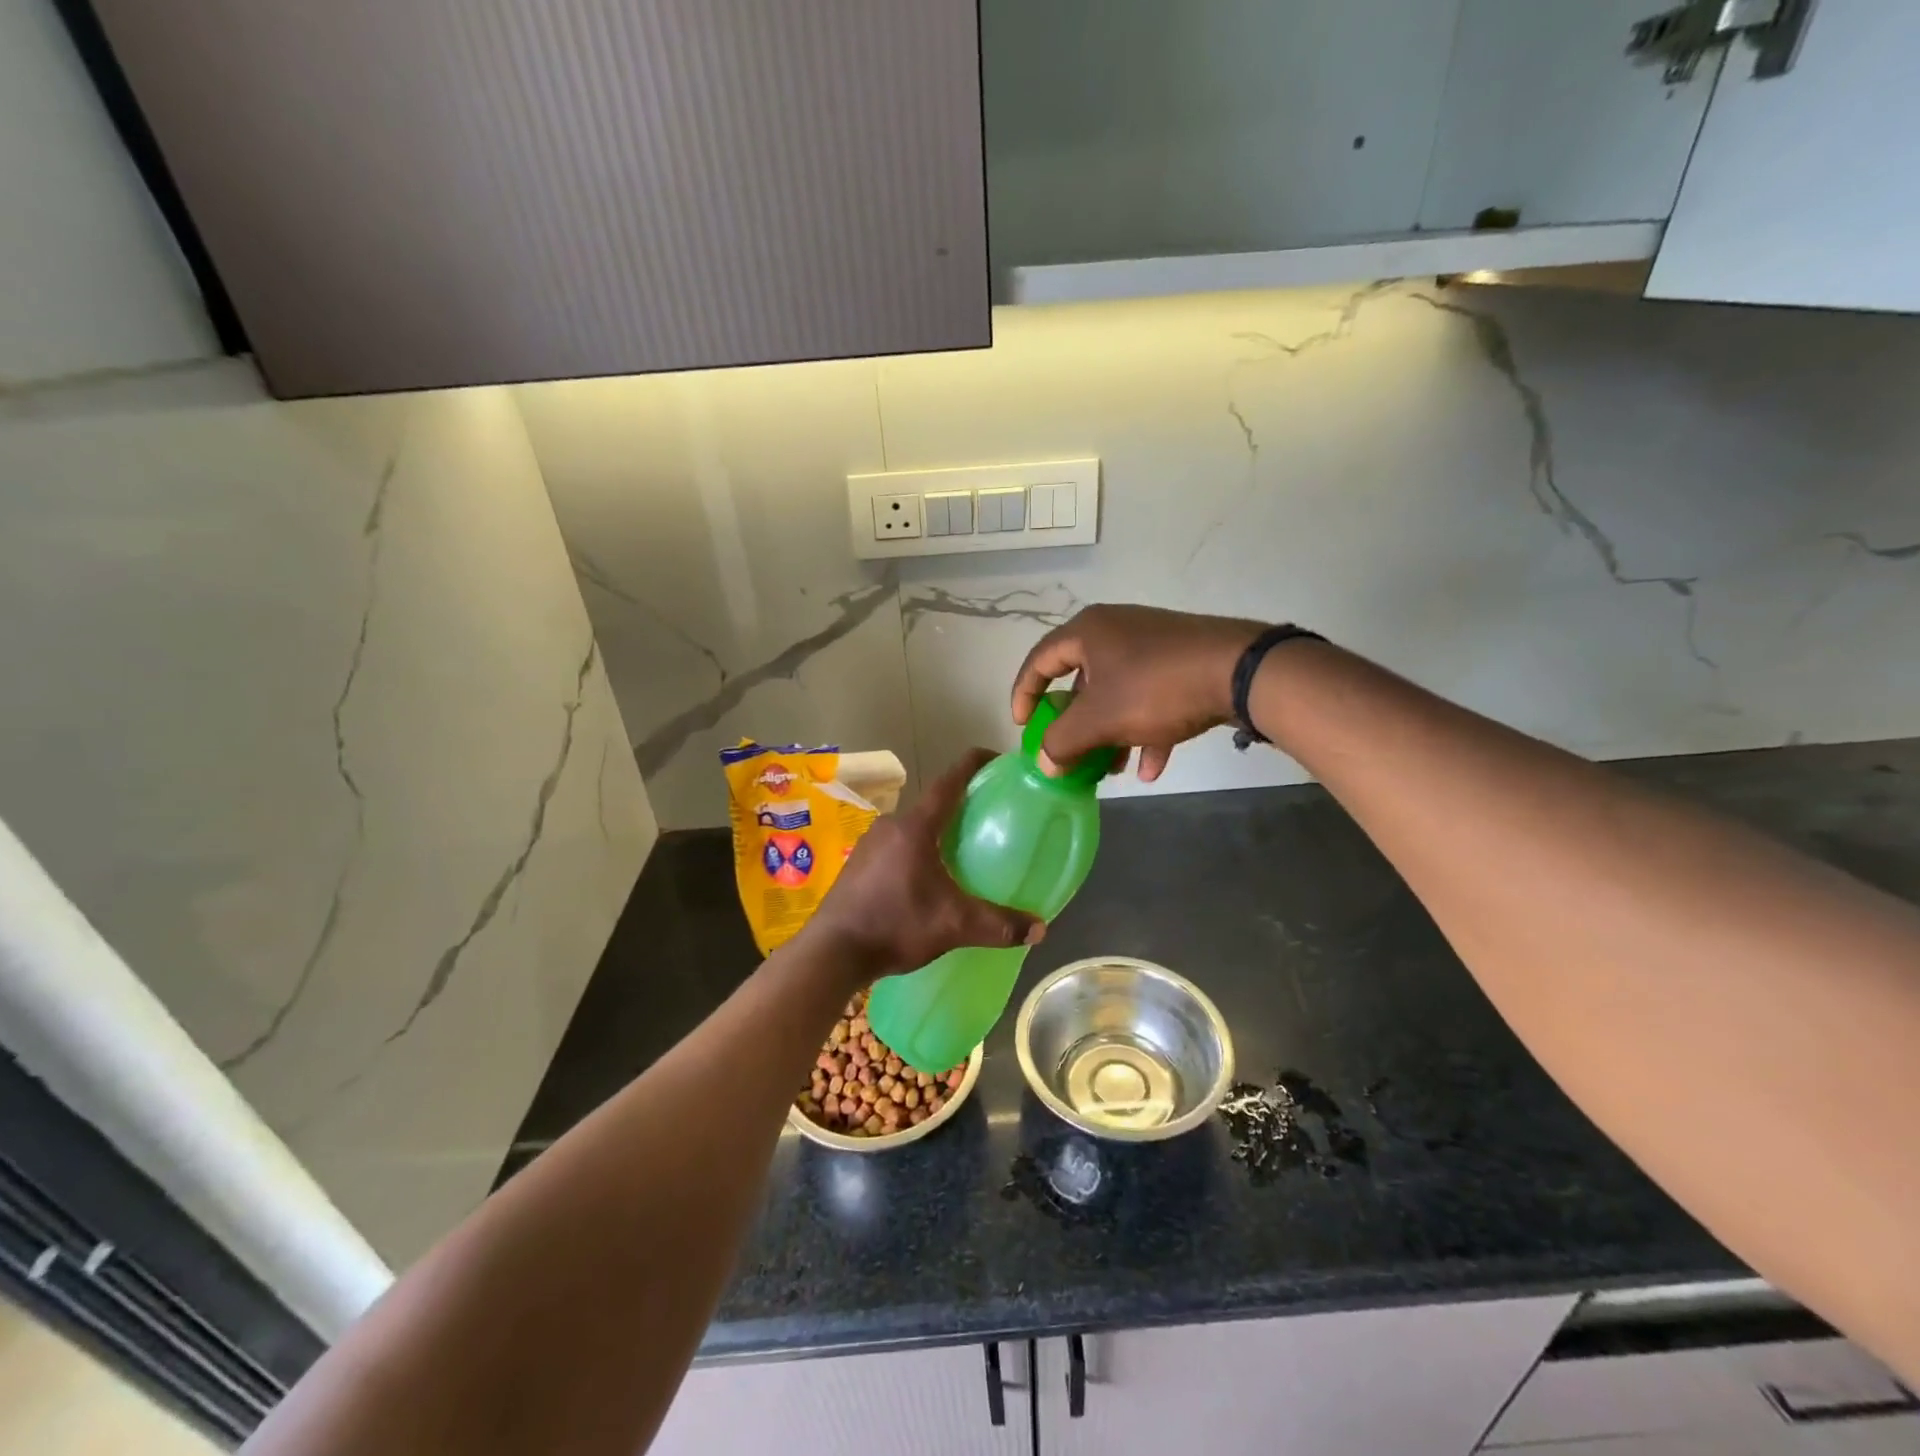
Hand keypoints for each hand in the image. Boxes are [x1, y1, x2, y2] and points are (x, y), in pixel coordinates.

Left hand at [802, 750, 1045, 982]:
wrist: (832, 952)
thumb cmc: (894, 925)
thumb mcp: (953, 926)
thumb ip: (997, 925)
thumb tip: (1040, 930)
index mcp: (915, 827)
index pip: (949, 782)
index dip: (973, 764)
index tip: (995, 758)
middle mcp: (890, 825)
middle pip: (932, 806)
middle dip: (959, 808)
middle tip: (987, 819)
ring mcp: (869, 843)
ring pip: (912, 828)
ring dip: (935, 834)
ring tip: (960, 852)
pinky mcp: (857, 863)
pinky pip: (895, 846)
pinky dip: (915, 852)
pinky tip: (924, 879)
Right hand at [1011, 604, 1266, 781]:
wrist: (1239, 671)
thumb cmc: (1155, 688)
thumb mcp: (1099, 719)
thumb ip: (1062, 742)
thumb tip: (1045, 763)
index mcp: (1088, 632)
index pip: (1040, 660)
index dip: (1024, 694)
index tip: (1023, 727)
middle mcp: (1116, 631)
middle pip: (1080, 681)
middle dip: (1075, 724)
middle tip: (1069, 751)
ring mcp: (1152, 645)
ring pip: (1117, 693)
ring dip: (1110, 734)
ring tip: (1111, 770)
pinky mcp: (1181, 662)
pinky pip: (1151, 698)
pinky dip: (1145, 731)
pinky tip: (1151, 770)